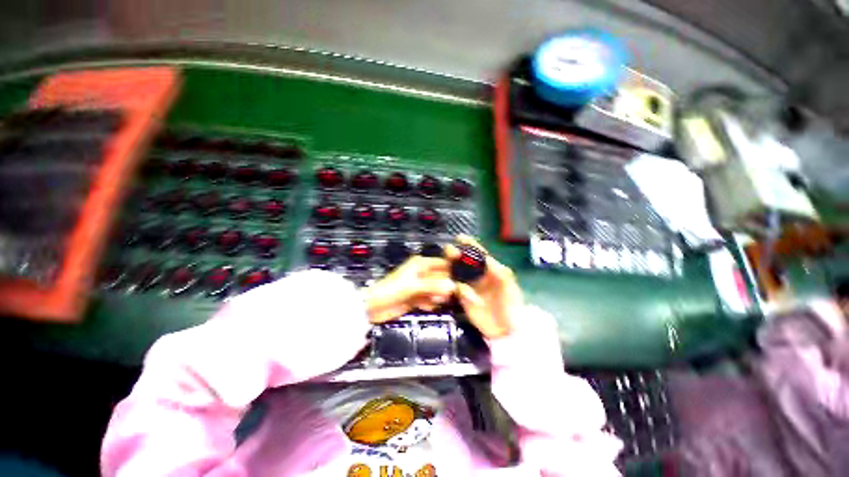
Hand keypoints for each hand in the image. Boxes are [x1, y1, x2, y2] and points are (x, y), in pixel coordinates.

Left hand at [363, 256, 455, 323]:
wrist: (373, 307)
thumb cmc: (391, 290)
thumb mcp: (413, 287)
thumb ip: (433, 286)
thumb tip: (453, 286)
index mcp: (421, 264)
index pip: (443, 263)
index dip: (453, 270)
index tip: (463, 280)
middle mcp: (422, 273)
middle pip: (442, 277)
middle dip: (445, 286)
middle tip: (446, 295)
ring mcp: (420, 286)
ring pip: (437, 290)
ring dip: (437, 296)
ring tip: (433, 302)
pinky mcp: (417, 297)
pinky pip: (430, 299)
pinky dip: (430, 303)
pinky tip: (426, 307)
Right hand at [445, 235, 522, 338]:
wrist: (506, 331)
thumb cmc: (512, 306)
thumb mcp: (510, 287)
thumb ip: (500, 273)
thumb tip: (487, 259)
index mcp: (490, 270)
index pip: (479, 255)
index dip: (470, 245)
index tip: (460, 238)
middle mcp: (477, 276)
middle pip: (464, 261)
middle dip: (456, 254)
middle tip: (449, 251)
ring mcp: (469, 287)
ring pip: (457, 273)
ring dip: (450, 267)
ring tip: (445, 263)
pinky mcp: (463, 298)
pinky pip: (455, 289)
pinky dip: (452, 286)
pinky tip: (449, 282)